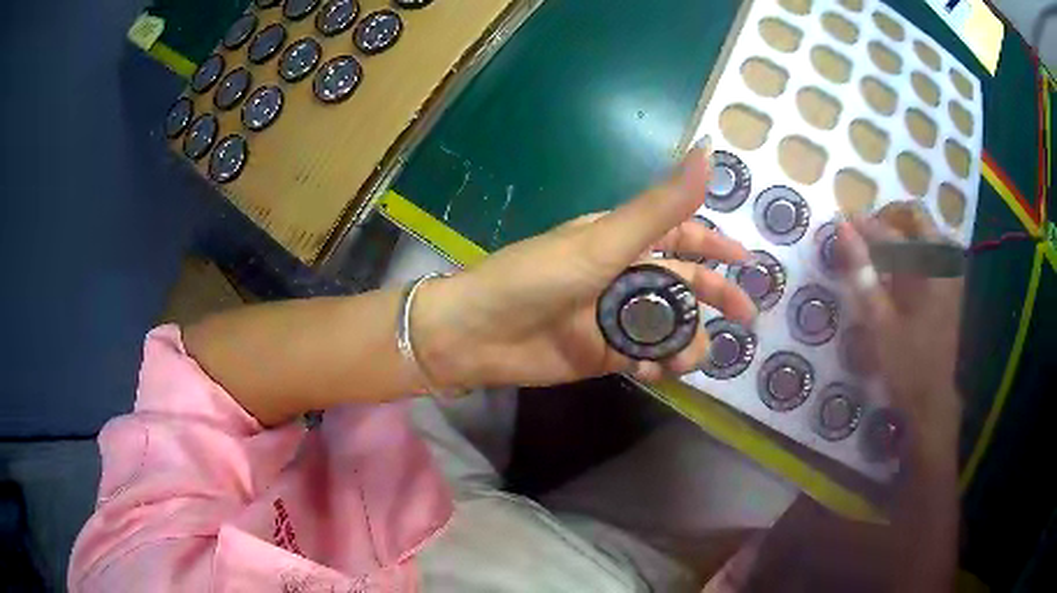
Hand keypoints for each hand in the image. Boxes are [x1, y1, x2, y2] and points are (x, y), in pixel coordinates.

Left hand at [413, 144, 756, 388]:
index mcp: (621, 239)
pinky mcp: (604, 353)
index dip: (714, 244)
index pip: (680, 233)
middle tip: (746, 315)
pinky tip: (654, 372)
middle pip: (683, 283)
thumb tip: (707, 152)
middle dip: (715, 296)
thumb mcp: (603, 242)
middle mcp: (622, 274)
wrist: (479, 336)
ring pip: (669, 324)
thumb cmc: (537, 278)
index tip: (746, 260)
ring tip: (689, 358)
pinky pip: (645, 357)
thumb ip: (660, 206)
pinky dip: (657, 364)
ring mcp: (614, 316)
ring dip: (687, 339)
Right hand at [837, 205, 963, 453]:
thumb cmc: (906, 364)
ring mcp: (950, 272)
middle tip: (864, 238)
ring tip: (877, 254)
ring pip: (924, 233)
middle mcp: (943, 260)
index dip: (864, 226)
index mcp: (928, 267)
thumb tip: (842, 231)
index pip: (891, 231)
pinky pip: (930, 253)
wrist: (934, 399)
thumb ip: (862, 274)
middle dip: (888, 220)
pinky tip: (897, 273)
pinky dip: (910, 255)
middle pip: (915, 217)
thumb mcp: (880, 323)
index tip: (842, 225)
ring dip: (900, 236)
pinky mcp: (951, 285)